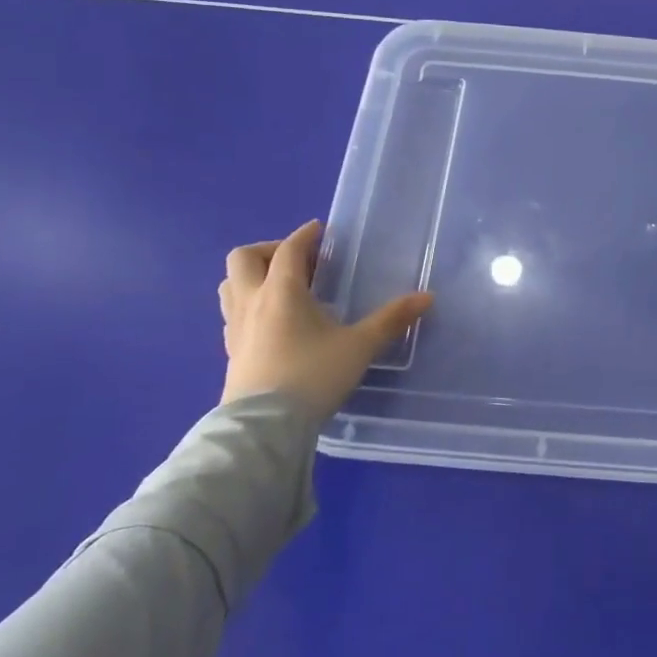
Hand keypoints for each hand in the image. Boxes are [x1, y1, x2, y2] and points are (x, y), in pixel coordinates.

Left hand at [218, 220, 432, 419]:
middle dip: (269, 250)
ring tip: (282, 287)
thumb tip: (427, 297)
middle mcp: (252, 301)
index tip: (320, 230)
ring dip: (252, 276)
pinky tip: (273, 322)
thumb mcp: (360, 346)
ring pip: (230, 285)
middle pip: (244, 258)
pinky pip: (232, 313)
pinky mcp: (231, 351)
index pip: (288, 249)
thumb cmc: (313, 376)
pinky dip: (249, 304)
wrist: (265, 426)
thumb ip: (391, 320)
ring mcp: (235, 327)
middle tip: (299, 262)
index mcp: (282, 291)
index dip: (305, 235)